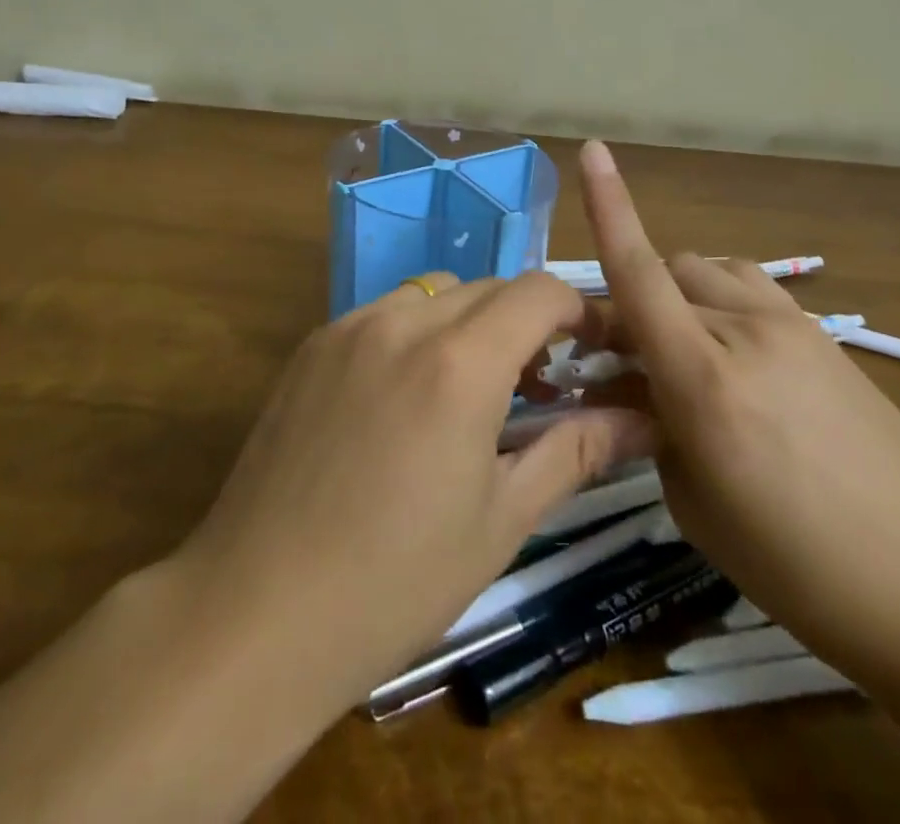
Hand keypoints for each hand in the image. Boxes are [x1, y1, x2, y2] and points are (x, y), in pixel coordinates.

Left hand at [170, 270, 651, 716]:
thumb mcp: (501, 521)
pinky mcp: (312, 345)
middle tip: (539, 384)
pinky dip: (417, 332)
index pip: (539, 291)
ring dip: (471, 322)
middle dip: (527, 321)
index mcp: (460, 362)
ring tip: (472, 388)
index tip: (593, 351)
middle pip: (490, 288)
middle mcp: (404, 321)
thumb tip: (643, 420)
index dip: (578, 311)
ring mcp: (350, 327)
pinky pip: (385, 313)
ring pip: (436, 293)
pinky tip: (407, 398)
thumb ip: (575, 451)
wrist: (256, 612)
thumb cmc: (395, 581)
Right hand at [576, 139, 899, 681]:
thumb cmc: (798, 568)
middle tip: (626, 357)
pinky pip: (751, 292)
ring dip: (679, 294)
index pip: (640, 273)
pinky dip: (722, 304)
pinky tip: (736, 359)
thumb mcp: (695, 504)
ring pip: (710, 271)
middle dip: (633, 300)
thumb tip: (636, 385)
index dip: (609, 207)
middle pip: (667, 272)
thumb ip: (653, 426)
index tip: (592, 149)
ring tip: (684, 351)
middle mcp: (745, 331)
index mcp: (703, 377)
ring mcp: (793, 326)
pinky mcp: (826, 336)